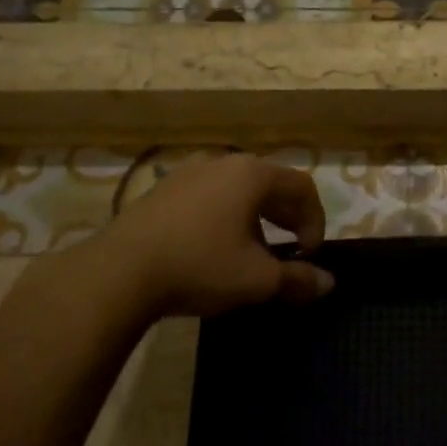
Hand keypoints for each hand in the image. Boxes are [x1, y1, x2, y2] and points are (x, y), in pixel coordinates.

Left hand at [15, 154, 333, 326]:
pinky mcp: (162, 189)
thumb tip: (329, 283)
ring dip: (256, 219)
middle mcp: (223, 162)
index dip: (315, 221)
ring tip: (252, 253)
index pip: (302, 187)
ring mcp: (188, 172)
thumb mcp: (257, 279)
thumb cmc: (199, 266)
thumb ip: (298, 279)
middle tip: (290, 252)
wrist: (117, 272)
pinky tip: (213, 249)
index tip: (310, 256)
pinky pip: (208, 196)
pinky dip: (225, 217)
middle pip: (271, 184)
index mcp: (253, 174)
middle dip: (287, 218)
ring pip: (238, 190)